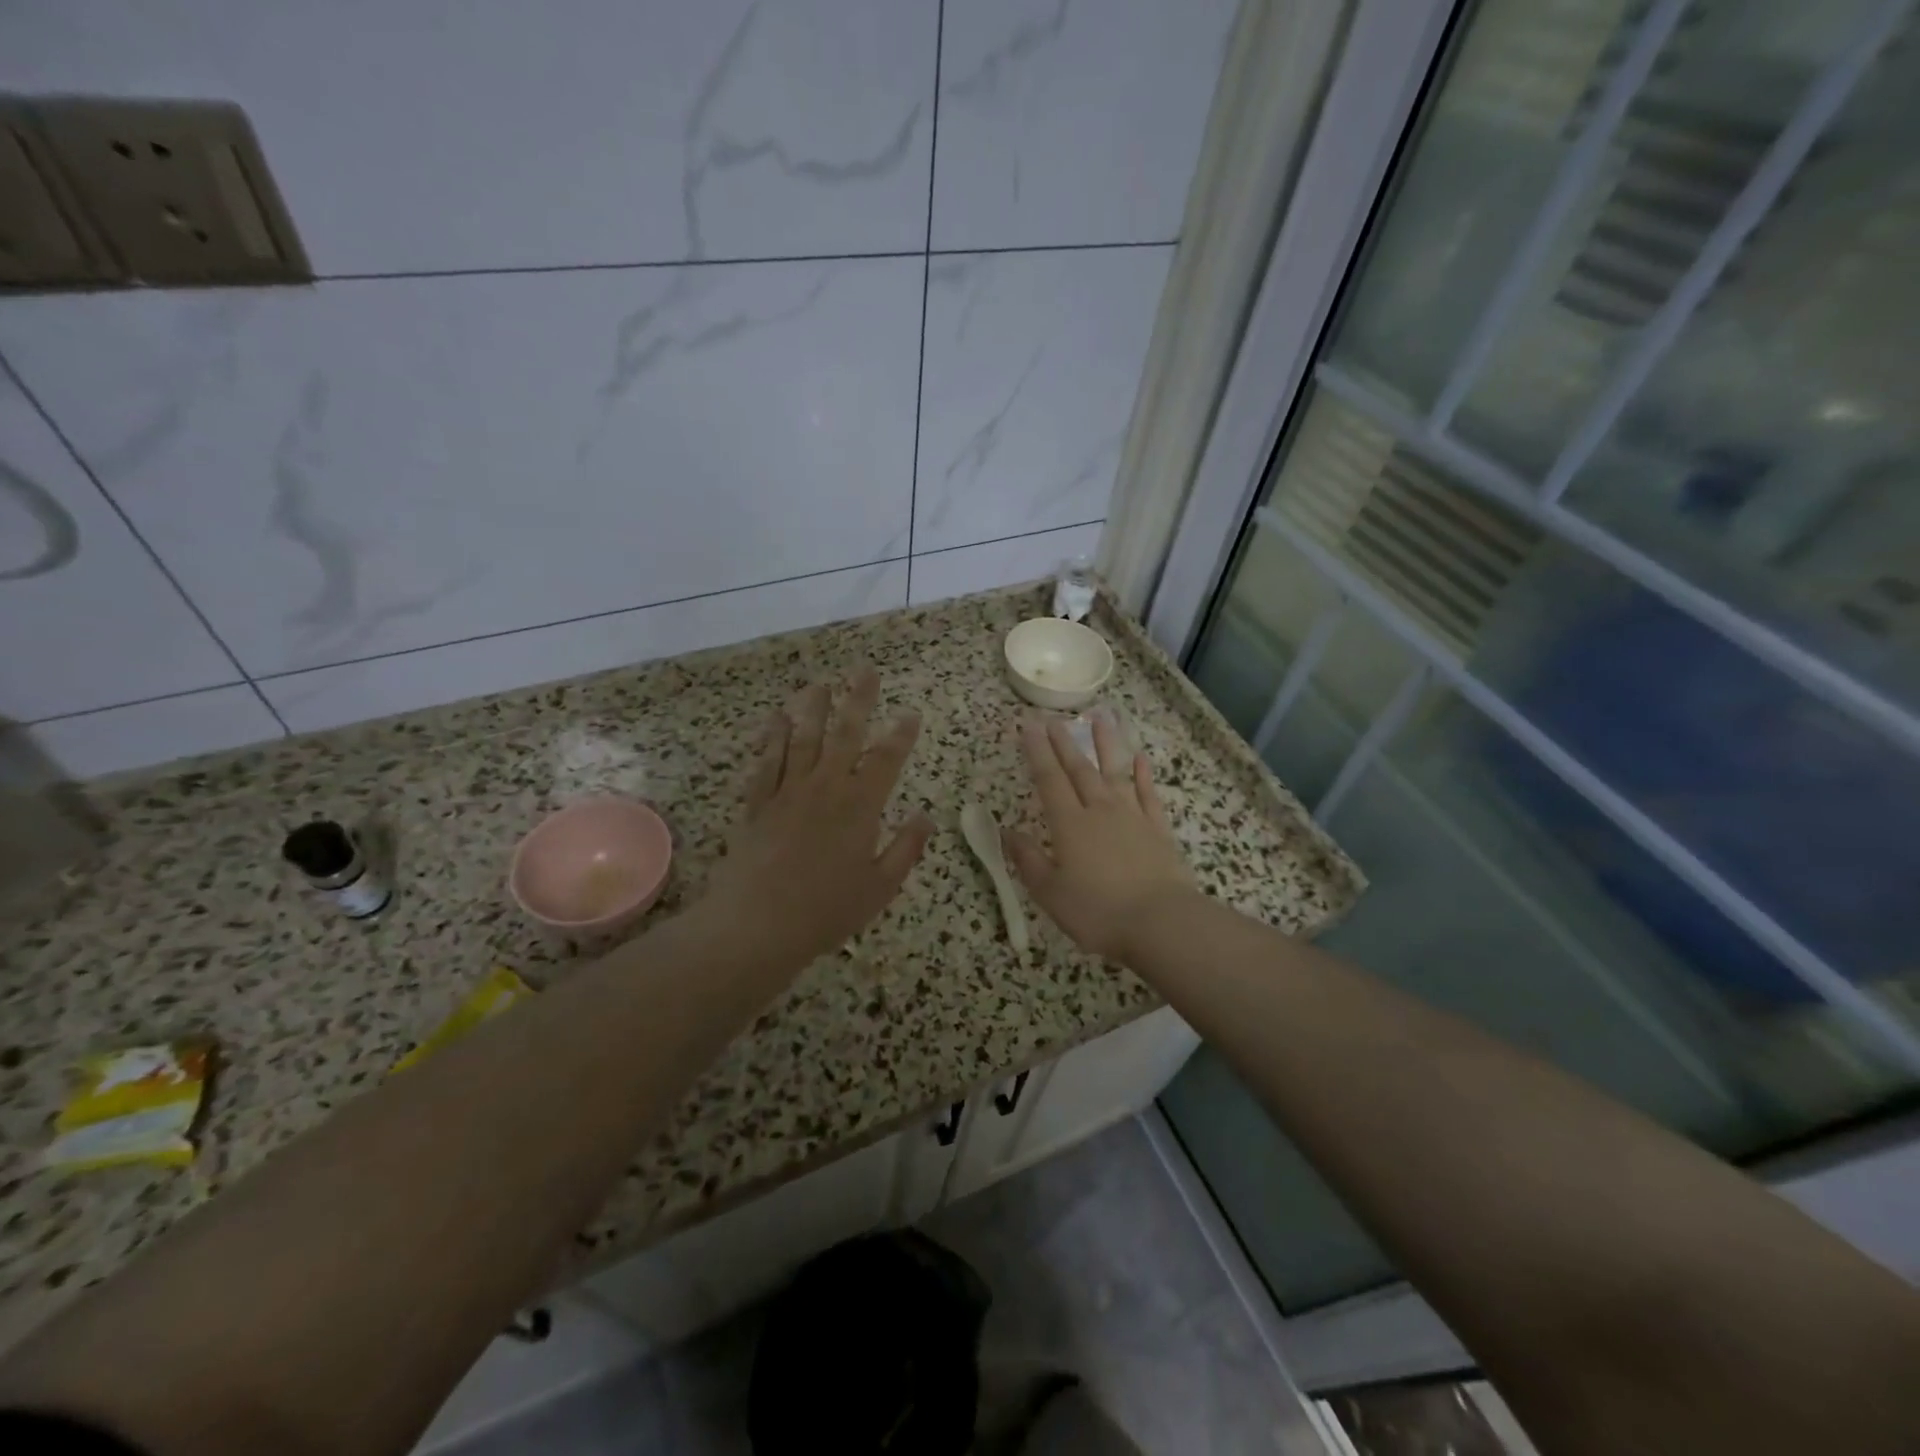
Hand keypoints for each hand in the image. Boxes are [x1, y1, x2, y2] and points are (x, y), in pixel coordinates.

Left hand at [702, 668, 933, 973]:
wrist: (757, 924)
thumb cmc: (827, 910)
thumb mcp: (880, 887)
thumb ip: (906, 849)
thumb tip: (926, 817)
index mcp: (860, 806)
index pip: (887, 759)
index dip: (901, 733)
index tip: (911, 712)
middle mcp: (826, 787)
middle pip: (845, 733)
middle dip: (858, 699)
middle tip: (865, 670)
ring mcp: (788, 791)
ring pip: (803, 737)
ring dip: (813, 708)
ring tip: (820, 683)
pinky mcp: (758, 802)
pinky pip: (767, 760)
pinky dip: (773, 736)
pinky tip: (777, 718)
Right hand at [1006, 713, 1195, 962]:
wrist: (1160, 922)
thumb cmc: (1097, 912)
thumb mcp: (1050, 893)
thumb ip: (1028, 860)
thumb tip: (1007, 832)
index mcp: (1069, 824)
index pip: (1049, 779)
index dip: (1037, 752)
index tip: (1028, 726)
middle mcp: (1099, 810)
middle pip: (1079, 769)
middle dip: (1064, 742)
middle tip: (1054, 719)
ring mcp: (1132, 817)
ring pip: (1115, 772)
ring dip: (1106, 744)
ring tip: (1100, 717)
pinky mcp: (1158, 830)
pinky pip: (1148, 795)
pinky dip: (1143, 775)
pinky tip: (1140, 759)